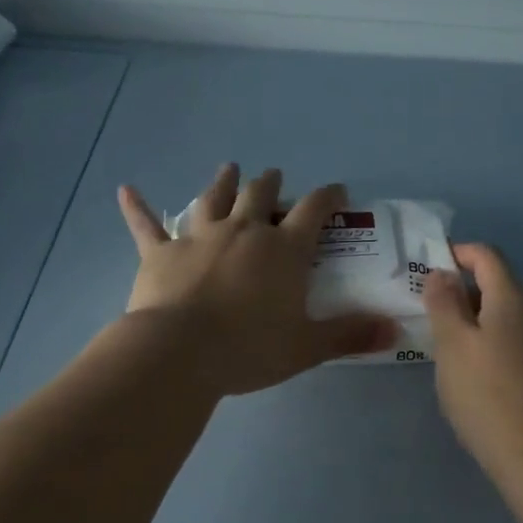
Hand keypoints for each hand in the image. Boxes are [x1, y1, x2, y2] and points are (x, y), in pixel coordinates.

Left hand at [118, 165, 397, 396]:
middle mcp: (244, 231)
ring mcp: (200, 237)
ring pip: (214, 198)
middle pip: (261, 195)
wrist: (179, 353)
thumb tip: (395, 330)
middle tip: (274, 177)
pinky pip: (147, 226)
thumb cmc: (249, 348)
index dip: (329, 196)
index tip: (337, 191)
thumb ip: (351, 334)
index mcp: (284, 249)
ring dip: (222, 182)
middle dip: (271, 184)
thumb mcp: (307, 346)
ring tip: (229, 168)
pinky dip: (138, 208)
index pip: (314, 210)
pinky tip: (126, 191)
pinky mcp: (161, 253)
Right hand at [422, 243, 522, 481]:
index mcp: (514, 299)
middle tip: (436, 321)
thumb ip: (444, 302)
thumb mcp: (451, 346)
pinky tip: (488, 379)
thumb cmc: (486, 396)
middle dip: (467, 294)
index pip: (488, 256)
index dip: (459, 254)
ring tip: (458, 354)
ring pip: (513, 318)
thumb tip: (441, 273)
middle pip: (501, 286)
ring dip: (484, 322)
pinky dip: (502, 346)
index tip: (432, 272)